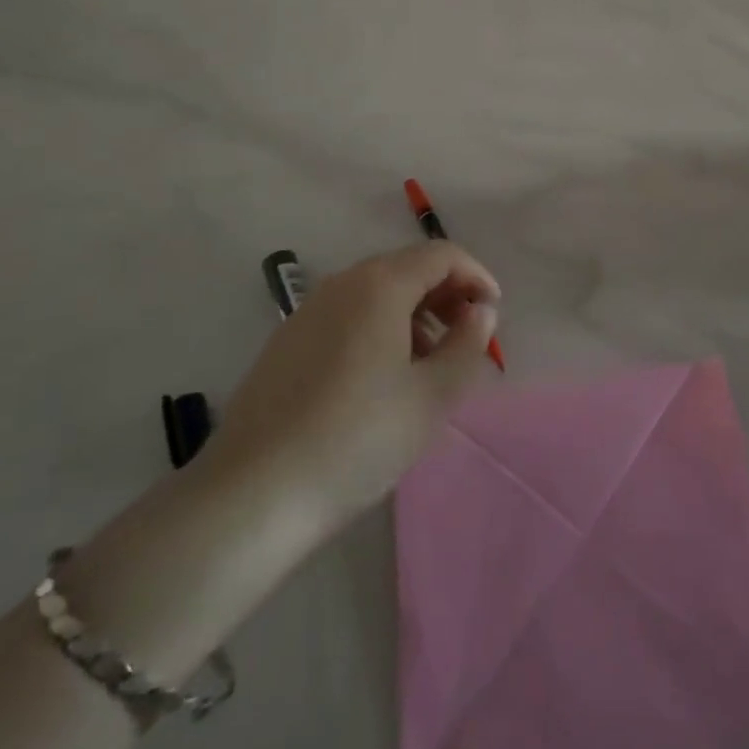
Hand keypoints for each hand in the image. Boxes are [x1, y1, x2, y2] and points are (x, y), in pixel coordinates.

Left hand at [206, 242, 499, 524]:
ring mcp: (308, 311)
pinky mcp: (287, 341)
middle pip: (407, 269)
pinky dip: (379, 330)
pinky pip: (347, 317)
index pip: (441, 255)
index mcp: (379, 285)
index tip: (494, 315)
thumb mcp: (431, 397)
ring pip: (376, 294)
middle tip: (466, 341)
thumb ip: (467, 345)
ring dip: (414, 316)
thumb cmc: (358, 438)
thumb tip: (481, 312)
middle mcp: (342, 284)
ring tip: (428, 368)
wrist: (254, 493)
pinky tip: (381, 381)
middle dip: (446, 296)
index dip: (477, 276)